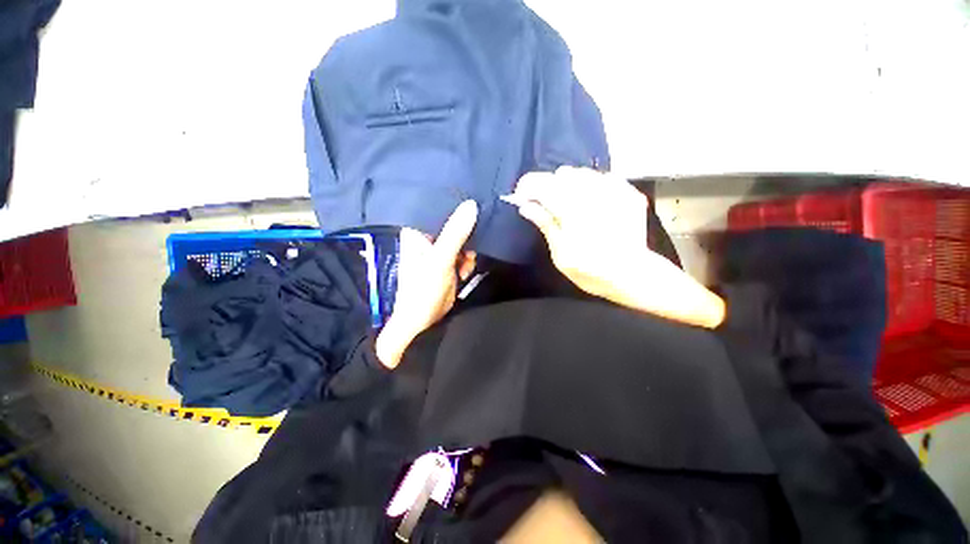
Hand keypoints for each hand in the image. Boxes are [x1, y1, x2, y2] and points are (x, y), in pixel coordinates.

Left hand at [376, 200, 478, 367]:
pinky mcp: (449, 261)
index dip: (455, 205)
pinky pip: (464, 252)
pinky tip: (465, 271)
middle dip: (467, 234)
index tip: (474, 202)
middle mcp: (427, 237)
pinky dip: (468, 261)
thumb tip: (471, 205)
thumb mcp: (440, 259)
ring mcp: (439, 249)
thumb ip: (455, 233)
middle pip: (453, 223)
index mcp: (417, 231)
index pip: (437, 208)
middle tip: (471, 246)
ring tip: (465, 265)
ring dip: (469, 251)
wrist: (423, 319)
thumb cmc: (423, 289)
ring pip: (462, 238)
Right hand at [511, 167, 724, 327]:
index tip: (521, 196)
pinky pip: (601, 178)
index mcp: (573, 211)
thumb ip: (545, 224)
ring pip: (582, 173)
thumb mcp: (561, 254)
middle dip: (549, 186)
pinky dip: (590, 188)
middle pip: (562, 174)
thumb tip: (525, 206)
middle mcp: (594, 194)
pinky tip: (592, 205)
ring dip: (569, 185)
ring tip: (570, 205)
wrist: (634, 275)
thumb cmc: (592, 271)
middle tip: (547, 206)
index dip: (527, 186)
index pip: (543, 184)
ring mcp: (615, 190)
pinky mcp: (628, 192)